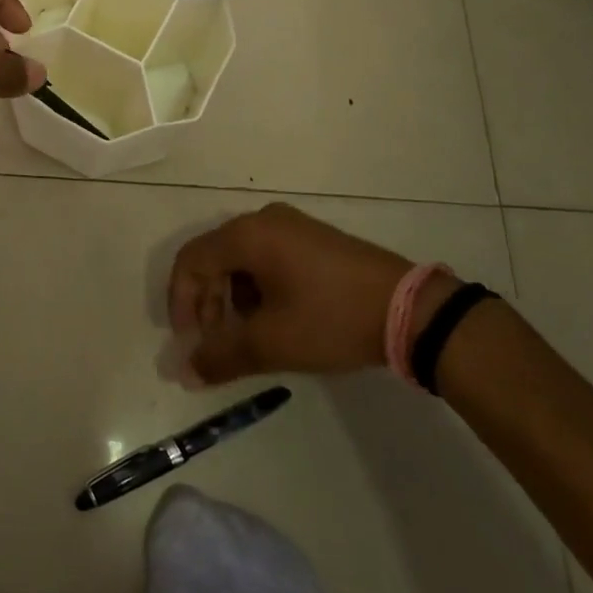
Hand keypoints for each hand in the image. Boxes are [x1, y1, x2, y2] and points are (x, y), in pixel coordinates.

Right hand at [167, 202, 415, 383]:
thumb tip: (184, 371)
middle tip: (215, 345)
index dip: (180, 302)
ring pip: (240, 261)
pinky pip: (266, 259)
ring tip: (246, 338)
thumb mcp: (272, 342)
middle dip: (207, 304)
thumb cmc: (331, 318)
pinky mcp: (313, 240)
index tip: (189, 342)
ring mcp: (291, 227)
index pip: (191, 261)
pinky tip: (274, 322)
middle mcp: (263, 220)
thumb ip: (221, 355)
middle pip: (214, 258)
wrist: (411, 310)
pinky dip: (257, 290)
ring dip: (231, 300)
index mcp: (247, 234)